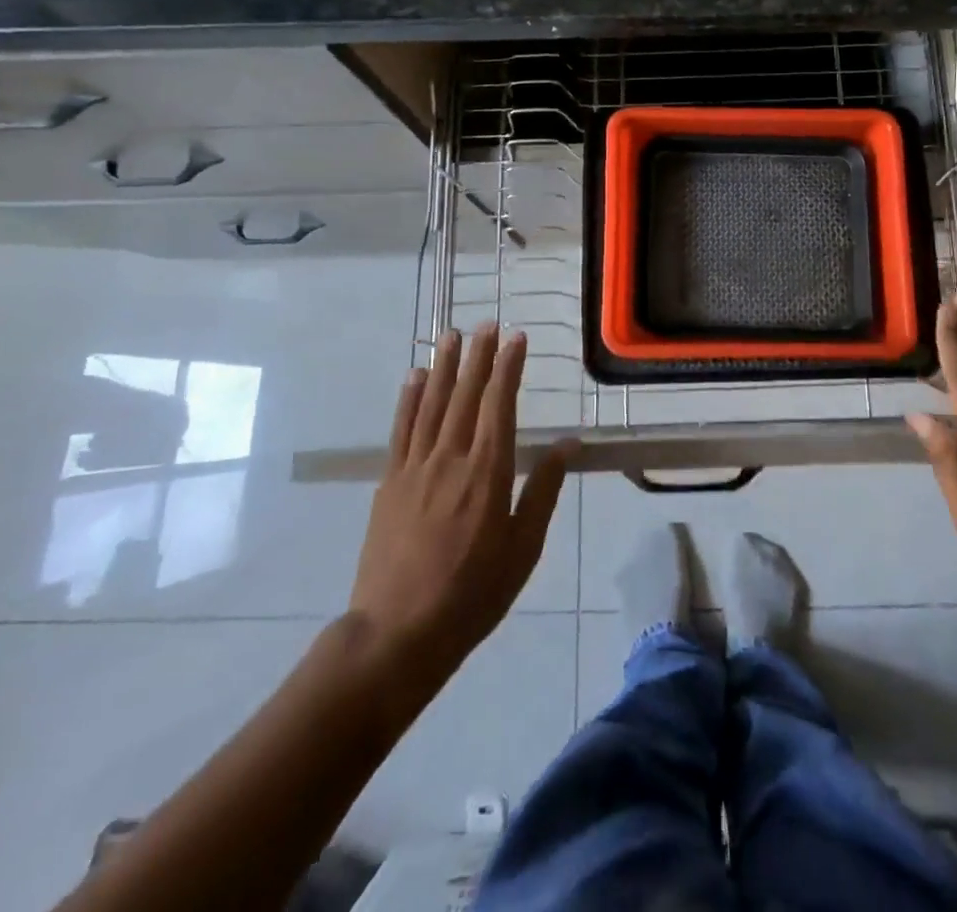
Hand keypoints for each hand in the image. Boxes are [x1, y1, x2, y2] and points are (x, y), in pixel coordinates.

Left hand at [349, 324, 575, 668]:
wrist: (399, 633)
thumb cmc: (473, 593)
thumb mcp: (523, 547)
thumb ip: (543, 490)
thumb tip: (567, 444)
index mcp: (488, 472)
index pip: (501, 404)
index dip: (509, 367)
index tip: (516, 337)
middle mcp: (451, 458)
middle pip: (466, 395)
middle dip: (477, 356)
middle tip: (485, 323)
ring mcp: (415, 468)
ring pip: (432, 404)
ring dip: (443, 367)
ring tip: (451, 335)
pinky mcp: (389, 483)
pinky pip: (401, 430)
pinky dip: (408, 400)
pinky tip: (413, 378)